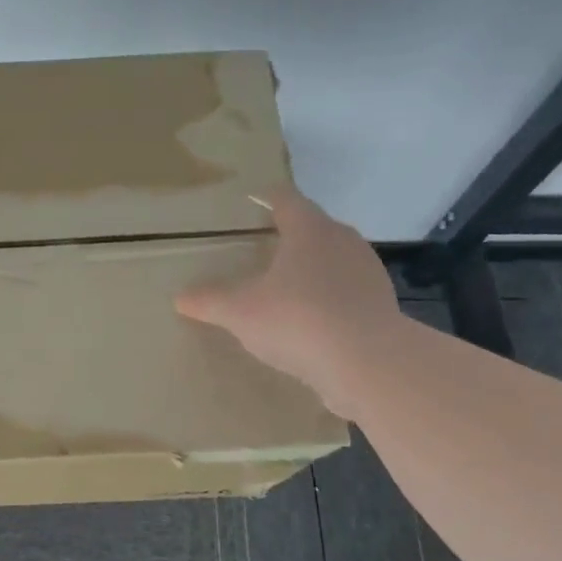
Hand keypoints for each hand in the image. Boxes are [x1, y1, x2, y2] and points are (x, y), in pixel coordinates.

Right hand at [176, 188, 402, 419]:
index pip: (286, 200)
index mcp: (309, 230)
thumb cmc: (297, 319)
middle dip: (292, 234)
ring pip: (334, 258)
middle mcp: (343, 241)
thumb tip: (180, 297)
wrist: (367, 362)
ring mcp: (367, 272)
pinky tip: (313, 319)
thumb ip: (209, 301)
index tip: (255, 199)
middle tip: (266, 246)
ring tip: (289, 285)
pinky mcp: (381, 304)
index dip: (268, 198)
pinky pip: (348, 291)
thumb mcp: (239, 312)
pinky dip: (330, 297)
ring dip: (313, 267)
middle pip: (314, 227)